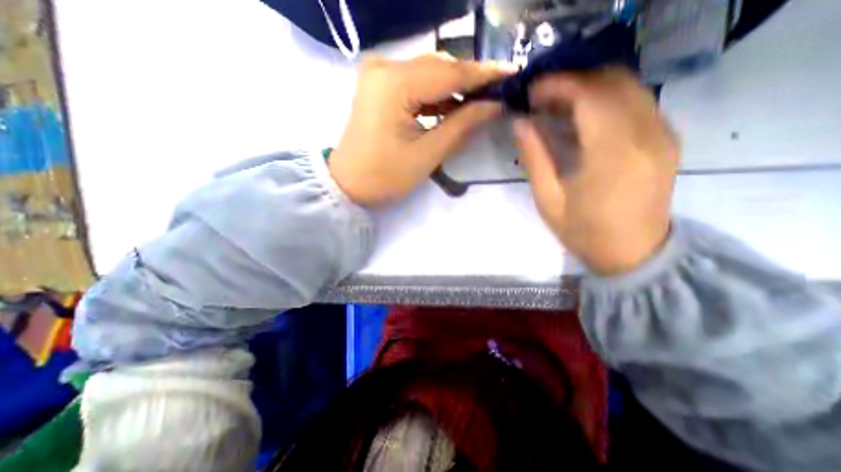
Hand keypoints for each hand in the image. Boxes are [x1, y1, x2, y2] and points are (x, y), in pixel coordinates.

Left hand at [328, 53, 513, 203]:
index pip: (449, 73)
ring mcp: (378, 75)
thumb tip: (494, 105)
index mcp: (394, 84)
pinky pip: (415, 83)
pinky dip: (436, 95)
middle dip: (470, 81)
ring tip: (480, 103)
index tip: (513, 75)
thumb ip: (462, 125)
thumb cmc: (385, 176)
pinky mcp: (378, 87)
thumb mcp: (427, 155)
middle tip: (498, 94)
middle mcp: (384, 68)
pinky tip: (453, 107)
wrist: (347, 185)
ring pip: (428, 73)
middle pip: (439, 67)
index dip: (484, 75)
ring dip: (454, 89)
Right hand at [517, 65, 678, 272]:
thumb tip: (520, 123)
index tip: (531, 92)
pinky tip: (583, 119)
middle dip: (572, 82)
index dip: (557, 85)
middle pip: (612, 81)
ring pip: (628, 87)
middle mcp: (645, 135)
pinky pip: (636, 102)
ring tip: (558, 108)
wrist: (634, 254)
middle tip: (542, 100)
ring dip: (589, 89)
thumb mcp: (548, 199)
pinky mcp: (665, 139)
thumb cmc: (584, 232)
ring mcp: (661, 135)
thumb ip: (535, 157)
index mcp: (611, 155)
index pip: (589, 95)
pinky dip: (606, 100)